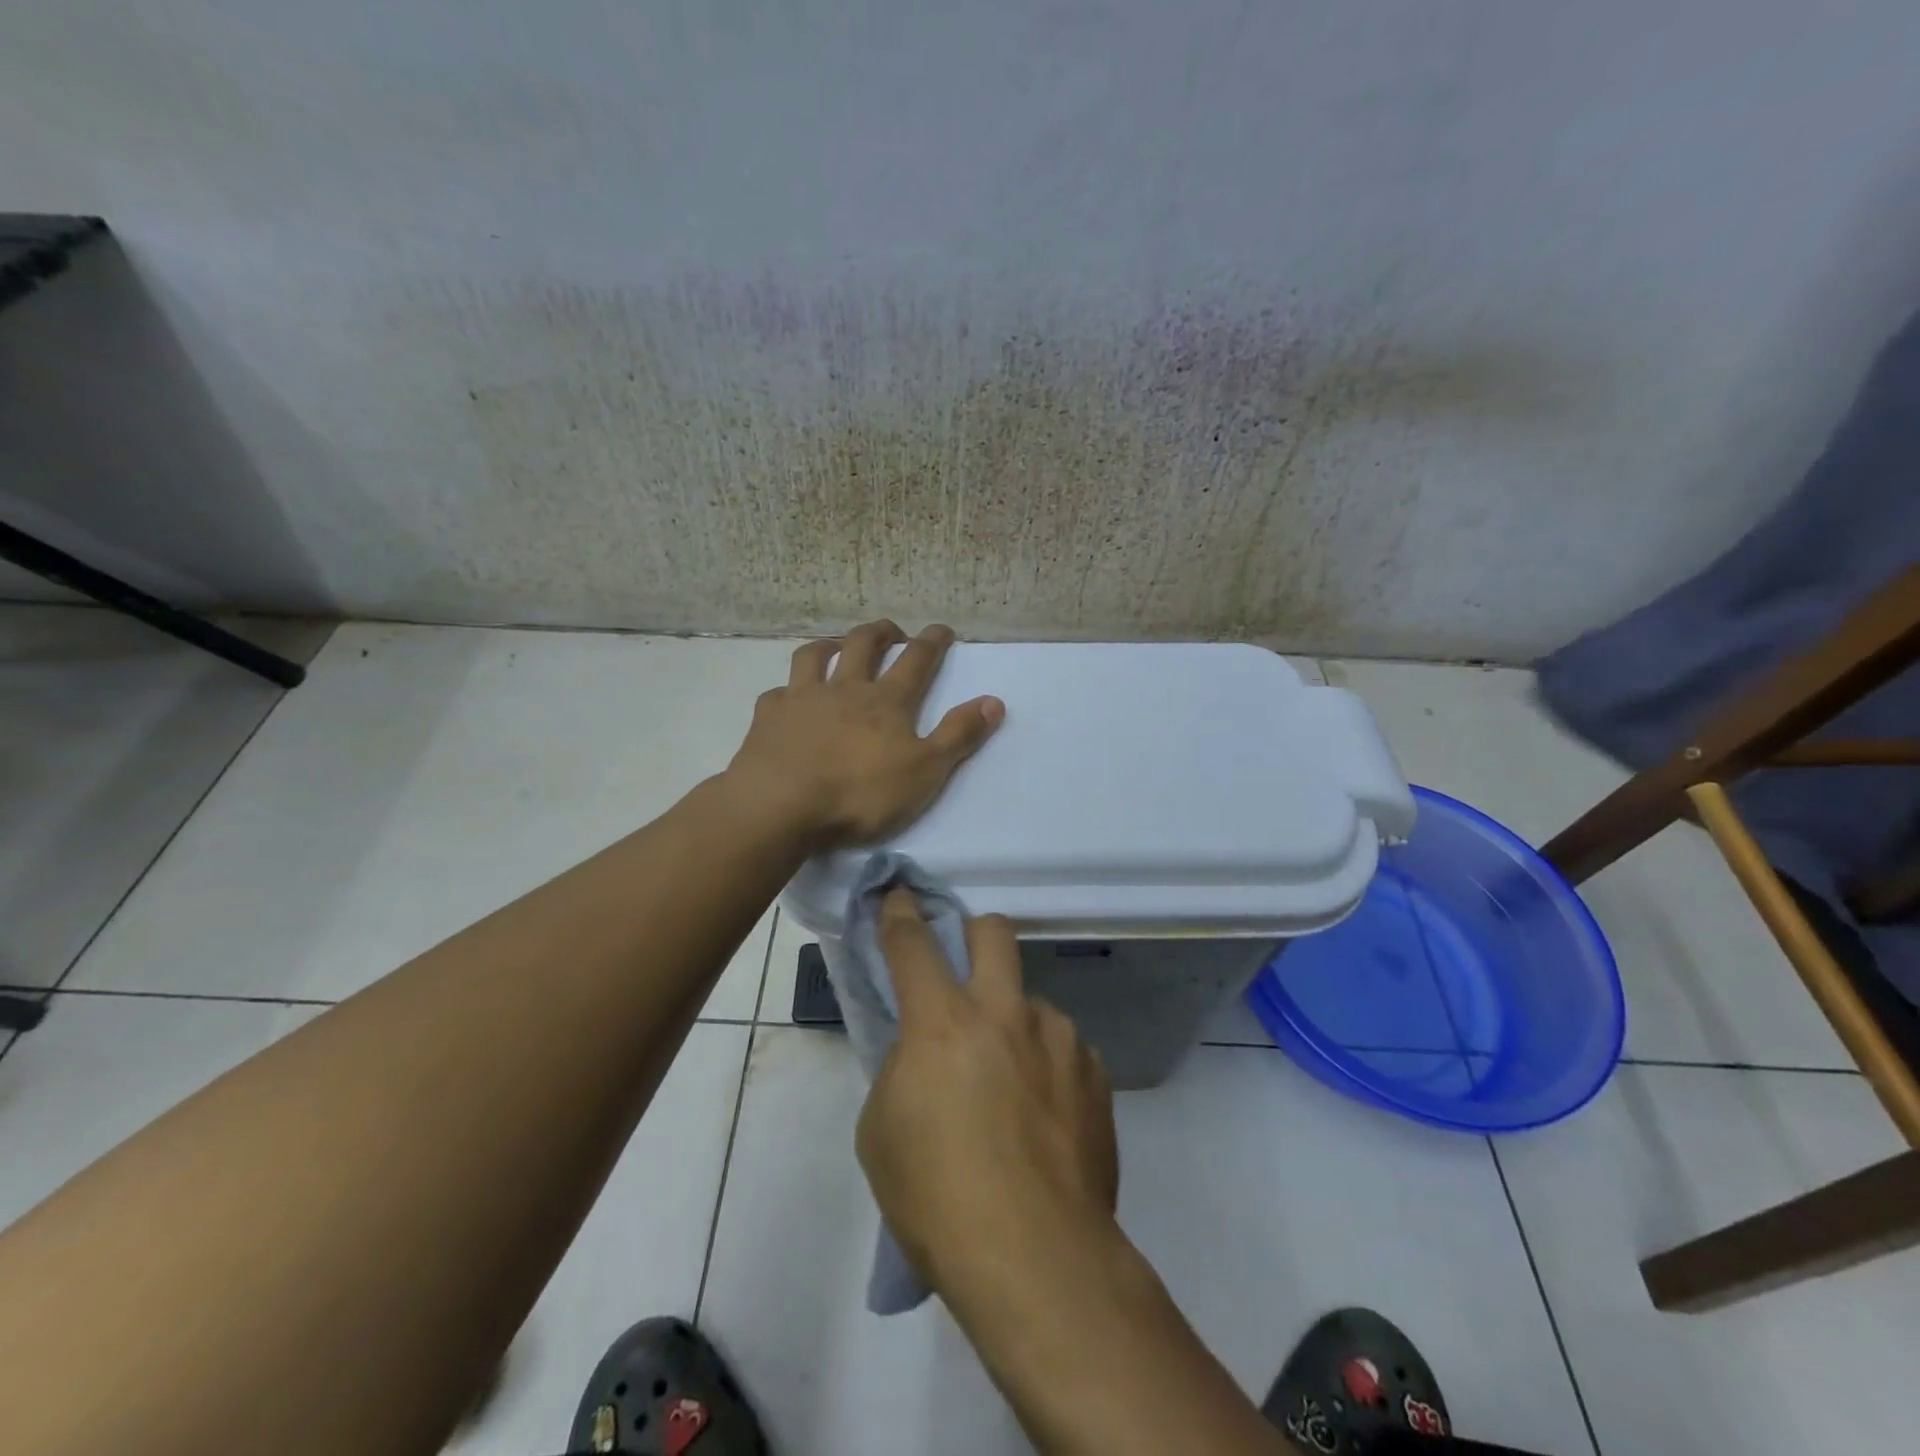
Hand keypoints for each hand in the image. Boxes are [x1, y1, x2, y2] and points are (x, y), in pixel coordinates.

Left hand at [728, 620, 1003, 848]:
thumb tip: (994, 701)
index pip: (916, 661)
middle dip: (881, 632)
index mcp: (886, 701)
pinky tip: (787, 697)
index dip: (932, 642)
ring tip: (837, 646)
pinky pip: (777, 693)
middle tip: (892, 631)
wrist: (781, 804)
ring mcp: (802, 699)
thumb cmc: (859, 792)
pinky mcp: (768, 718)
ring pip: (814, 656)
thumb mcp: (925, 771)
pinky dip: (786, 690)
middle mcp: (844, 688)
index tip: (942, 629)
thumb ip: (959, 735)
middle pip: (863, 645)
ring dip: (829, 645)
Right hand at [856, 889, 1118, 1294]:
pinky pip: (1064, 1049)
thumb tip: (926, 1054)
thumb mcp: (883, 1131)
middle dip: (974, 933)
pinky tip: (1044, 1118)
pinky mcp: (1095, 1074)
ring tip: (1012, 1085)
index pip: (914, 945)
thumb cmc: (938, 1198)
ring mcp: (1058, 1040)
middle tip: (966, 965)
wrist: (1036, 1258)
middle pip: (994, 933)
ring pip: (1032, 1002)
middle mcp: (1005, 1013)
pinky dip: (1048, 1067)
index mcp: (943, 1023)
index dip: (902, 914)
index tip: (900, 896)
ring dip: (1015, 1023)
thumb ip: (903, 1070)